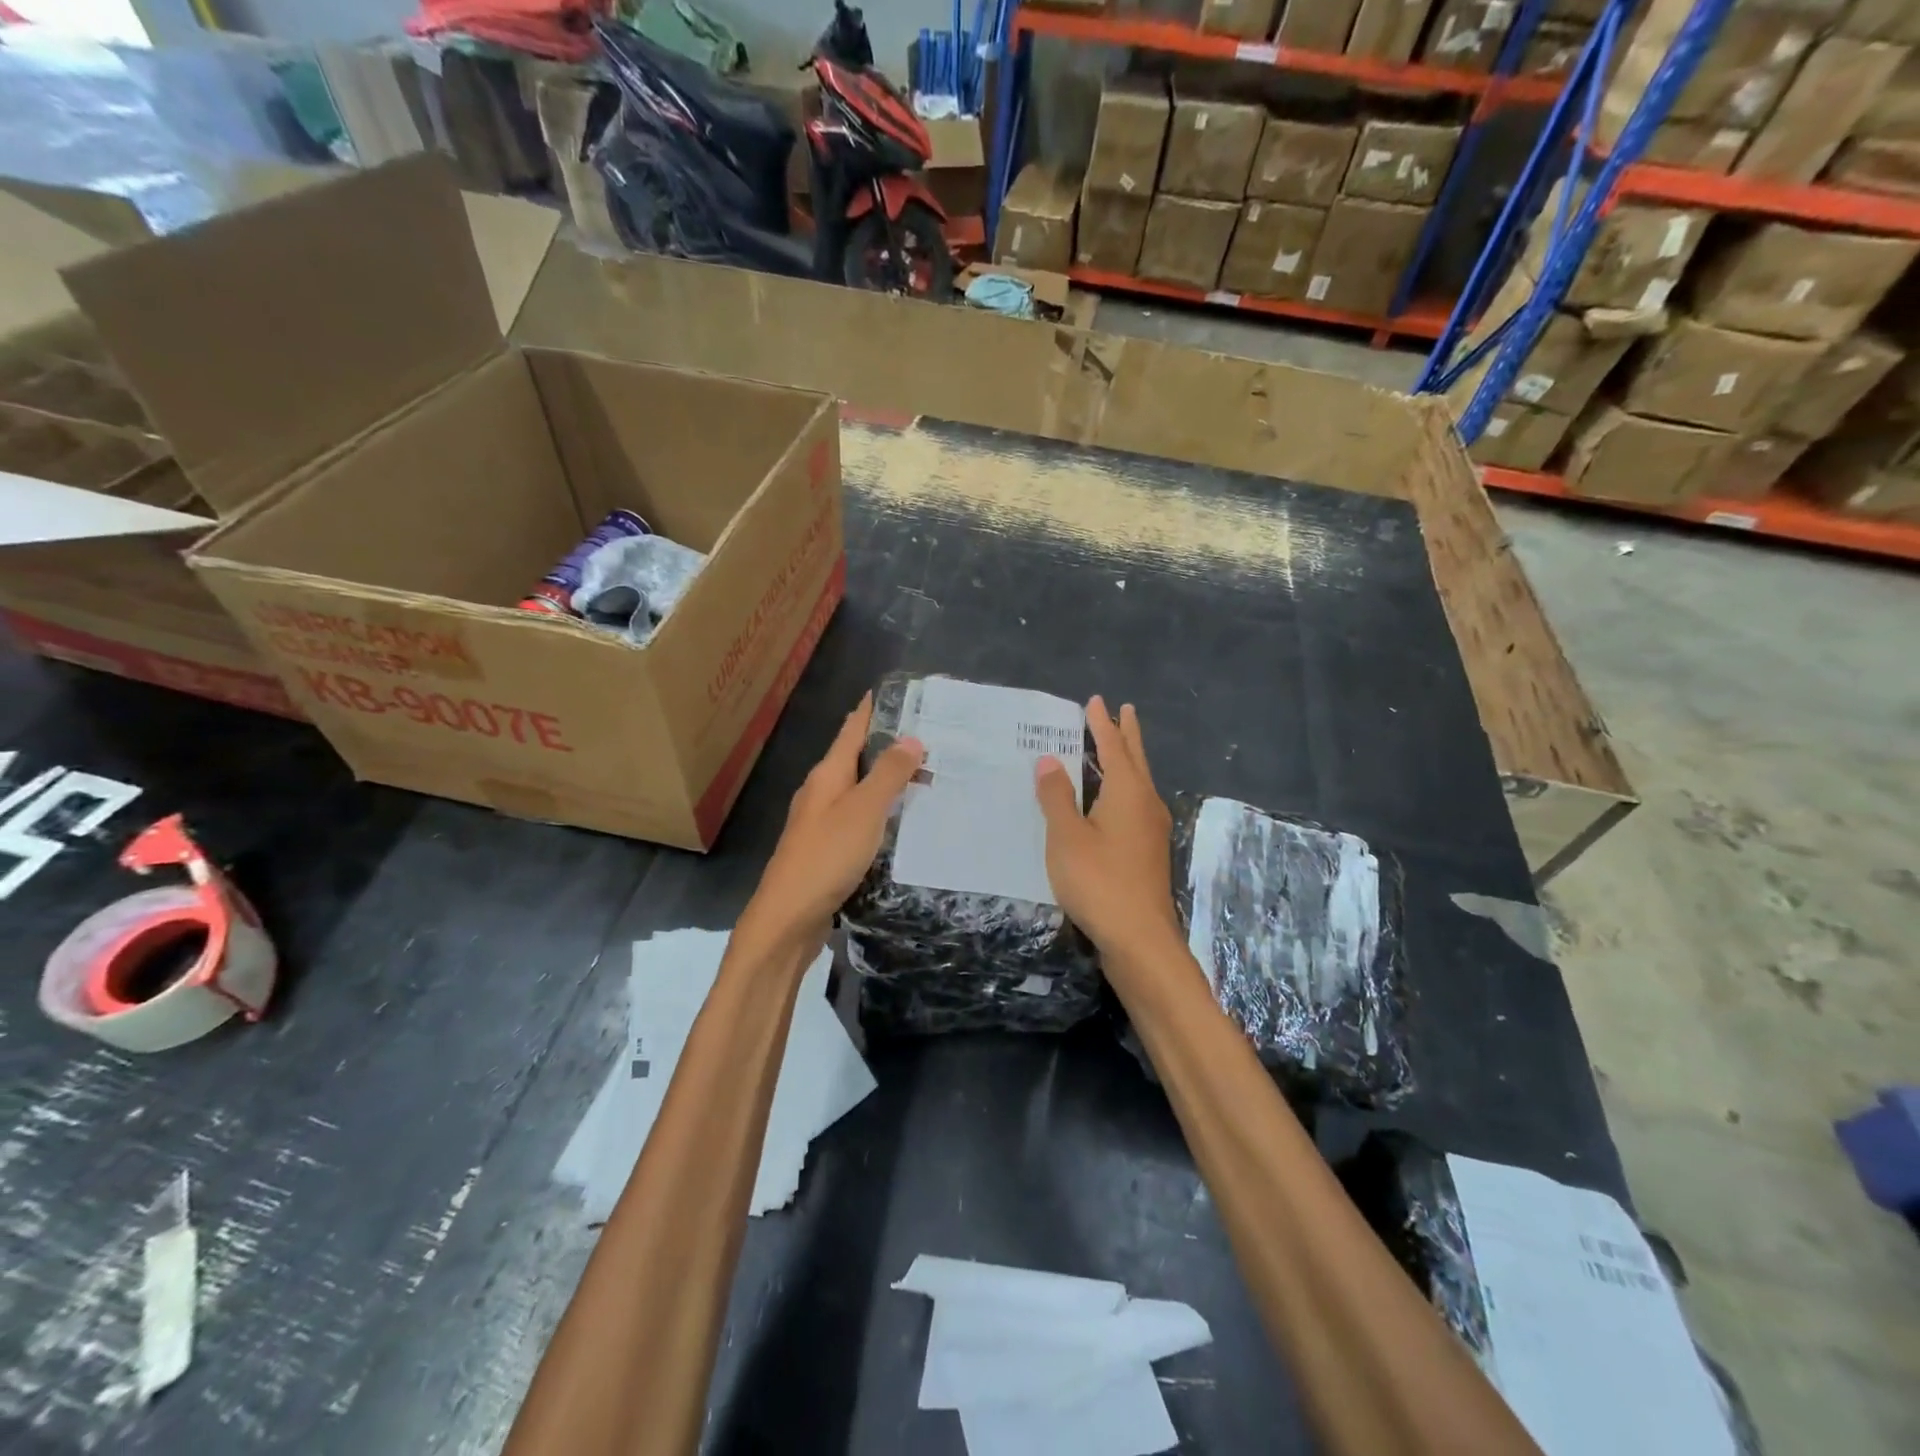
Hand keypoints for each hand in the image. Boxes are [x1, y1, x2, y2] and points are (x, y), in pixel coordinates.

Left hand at [739, 691, 924, 958]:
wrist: (788, 919)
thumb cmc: (826, 857)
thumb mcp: (863, 811)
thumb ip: (888, 775)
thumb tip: (912, 738)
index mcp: (827, 775)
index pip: (852, 729)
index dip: (873, 709)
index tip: (899, 692)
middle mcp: (821, 793)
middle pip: (856, 758)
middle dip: (888, 745)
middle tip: (930, 738)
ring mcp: (821, 823)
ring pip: (859, 790)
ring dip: (887, 780)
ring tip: (924, 776)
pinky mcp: (827, 851)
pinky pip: (860, 819)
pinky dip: (881, 812)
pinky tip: (901, 822)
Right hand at [1034, 696, 1177, 955]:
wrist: (1140, 939)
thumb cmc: (1098, 881)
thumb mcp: (1066, 836)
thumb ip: (1056, 796)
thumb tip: (1049, 760)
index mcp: (1127, 792)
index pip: (1113, 747)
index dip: (1102, 724)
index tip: (1096, 701)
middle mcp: (1145, 803)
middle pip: (1135, 760)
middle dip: (1126, 735)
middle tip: (1124, 711)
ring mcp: (1151, 829)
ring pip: (1138, 782)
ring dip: (1127, 760)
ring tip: (1117, 747)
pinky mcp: (1148, 852)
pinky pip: (1135, 803)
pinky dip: (1124, 787)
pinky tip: (1112, 801)